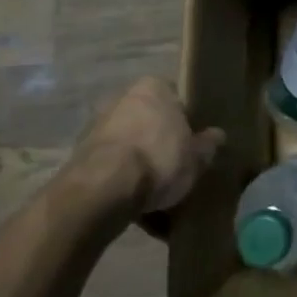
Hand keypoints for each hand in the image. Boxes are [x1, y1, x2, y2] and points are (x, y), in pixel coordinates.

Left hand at [58, 77, 224, 233]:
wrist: (102, 190)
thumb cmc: (158, 160)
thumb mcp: (196, 156)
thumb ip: (208, 144)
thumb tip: (217, 135)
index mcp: (153, 87)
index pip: (177, 99)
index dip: (187, 123)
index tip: (192, 146)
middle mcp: (122, 98)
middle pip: (150, 123)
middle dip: (160, 145)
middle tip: (175, 170)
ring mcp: (97, 127)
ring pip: (130, 147)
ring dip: (140, 167)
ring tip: (156, 199)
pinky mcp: (80, 156)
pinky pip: (112, 168)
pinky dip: (122, 184)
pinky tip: (136, 209)